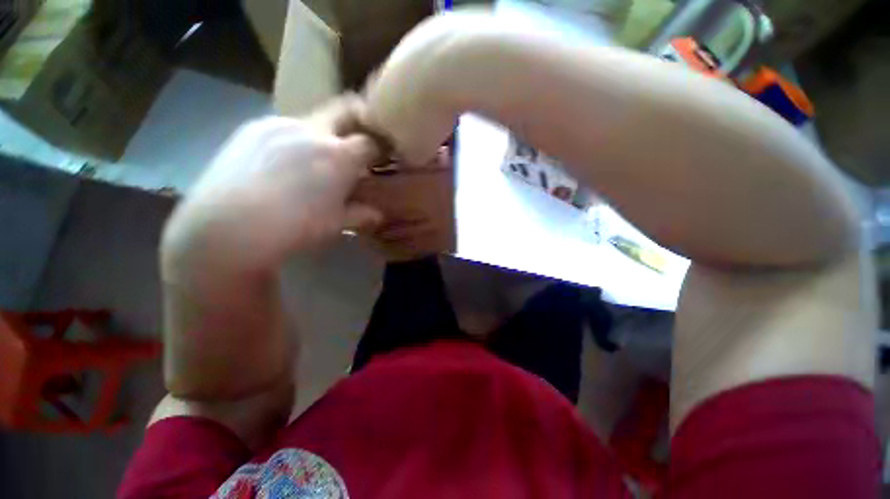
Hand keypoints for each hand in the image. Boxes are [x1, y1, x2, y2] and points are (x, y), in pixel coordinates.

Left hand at [162, 97, 382, 280]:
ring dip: (323, 136)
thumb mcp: (336, 224)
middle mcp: (312, 131)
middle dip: (359, 119)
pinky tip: (283, 164)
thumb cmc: (295, 228)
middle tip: (358, 140)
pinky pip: (284, 128)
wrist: (226, 228)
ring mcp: (278, 125)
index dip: (379, 149)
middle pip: (345, 109)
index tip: (380, 158)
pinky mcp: (251, 128)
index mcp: (339, 156)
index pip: (371, 142)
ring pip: (312, 120)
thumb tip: (377, 214)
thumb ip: (361, 214)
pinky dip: (295, 140)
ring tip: (314, 161)